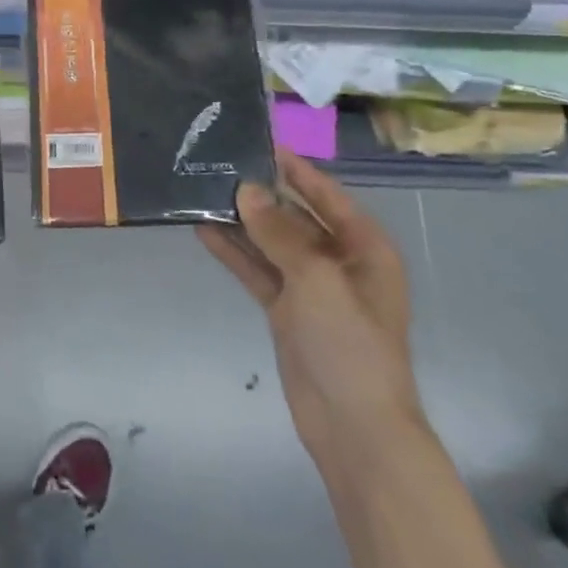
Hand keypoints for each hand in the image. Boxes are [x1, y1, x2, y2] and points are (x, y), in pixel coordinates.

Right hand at [198, 151, 424, 468]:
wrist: (353, 424)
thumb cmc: (349, 343)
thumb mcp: (316, 278)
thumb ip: (279, 232)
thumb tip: (246, 190)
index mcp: (364, 248)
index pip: (327, 195)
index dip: (296, 169)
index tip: (260, 142)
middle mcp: (339, 261)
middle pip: (296, 217)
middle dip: (261, 194)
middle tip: (219, 165)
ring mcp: (311, 288)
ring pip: (271, 243)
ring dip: (242, 222)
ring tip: (202, 192)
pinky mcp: (286, 310)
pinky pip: (258, 271)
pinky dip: (235, 253)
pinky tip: (204, 232)